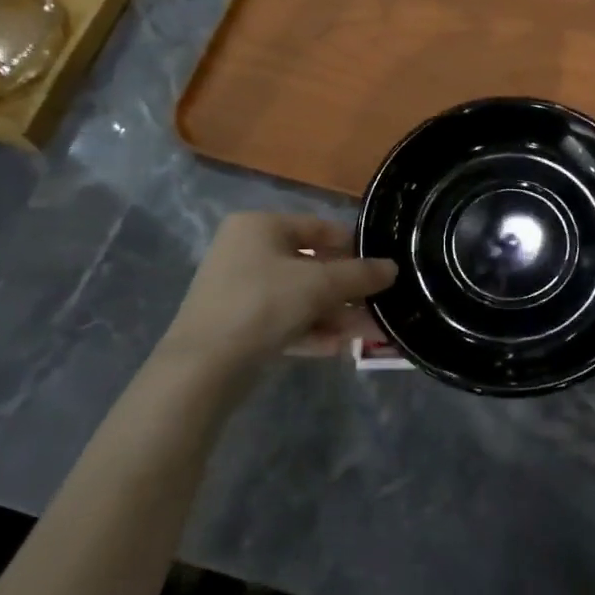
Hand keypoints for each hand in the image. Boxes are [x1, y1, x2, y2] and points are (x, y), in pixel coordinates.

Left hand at [157, 214, 396, 389]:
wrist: (202, 367)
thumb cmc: (263, 304)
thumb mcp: (320, 285)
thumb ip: (360, 274)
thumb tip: (393, 268)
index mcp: (260, 227)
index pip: (318, 228)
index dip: (353, 247)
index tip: (382, 267)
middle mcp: (246, 251)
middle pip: (311, 266)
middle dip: (347, 290)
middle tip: (379, 306)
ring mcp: (239, 290)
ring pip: (299, 297)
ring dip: (335, 314)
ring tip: (370, 333)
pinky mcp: (237, 326)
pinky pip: (283, 320)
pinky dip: (311, 330)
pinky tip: (339, 347)